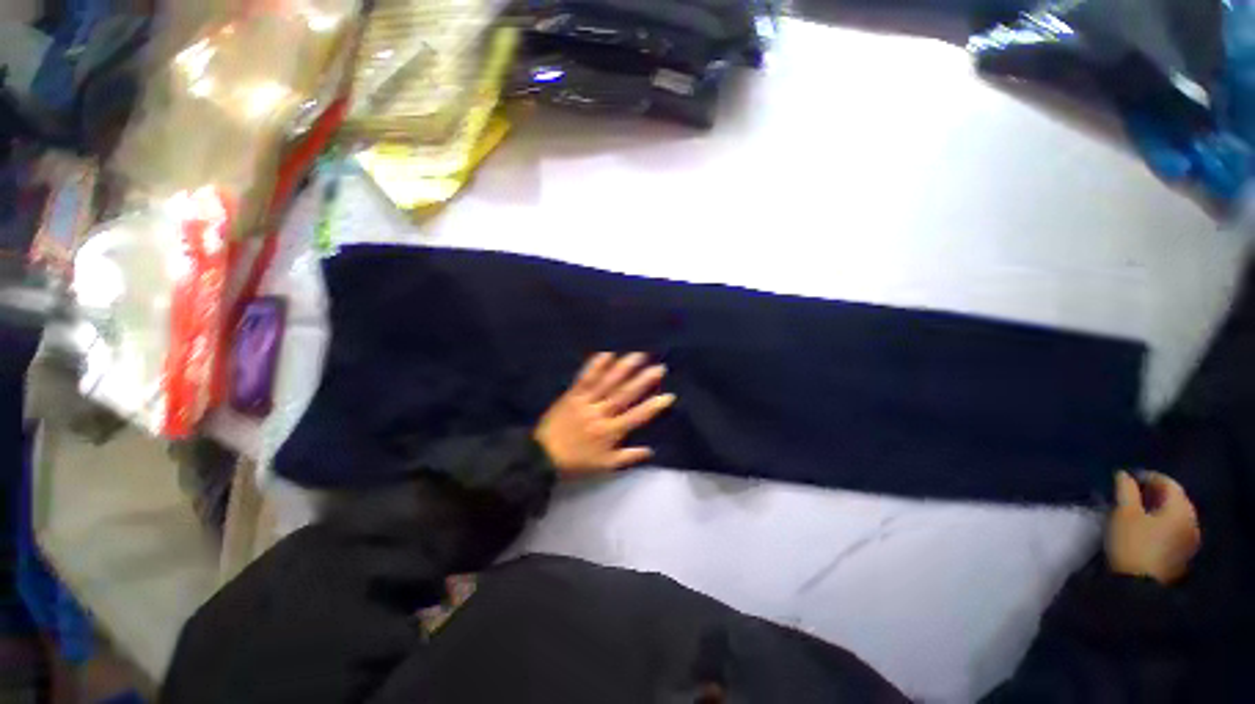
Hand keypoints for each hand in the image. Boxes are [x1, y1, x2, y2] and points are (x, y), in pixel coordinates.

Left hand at [535, 352, 675, 476]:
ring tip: (638, 355)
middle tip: (659, 367)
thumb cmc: (576, 462)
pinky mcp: (572, 395)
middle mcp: (601, 414)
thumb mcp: (604, 466)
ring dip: (623, 368)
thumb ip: (628, 457)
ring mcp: (586, 402)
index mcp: (610, 432)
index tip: (669, 395)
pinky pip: (585, 378)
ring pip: (607, 383)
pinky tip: (606, 353)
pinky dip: (596, 365)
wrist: (542, 456)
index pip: (637, 417)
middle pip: (625, 395)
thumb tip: (651, 451)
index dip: (654, 406)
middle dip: (643, 381)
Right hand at [1106, 471, 1200, 584]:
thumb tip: (1124, 475)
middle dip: (1155, 493)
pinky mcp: (1184, 553)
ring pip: (1177, 515)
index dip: (1148, 476)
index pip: (1168, 483)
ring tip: (1139, 509)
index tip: (1128, 477)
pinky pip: (1176, 529)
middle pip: (1176, 499)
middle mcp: (1192, 521)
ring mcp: (1190, 539)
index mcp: (1180, 508)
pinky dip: (1163, 522)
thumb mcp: (1123, 513)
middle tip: (1133, 492)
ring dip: (1159, 508)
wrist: (1139, 585)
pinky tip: (1149, 526)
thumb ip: (1125, 490)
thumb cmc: (1131, 543)